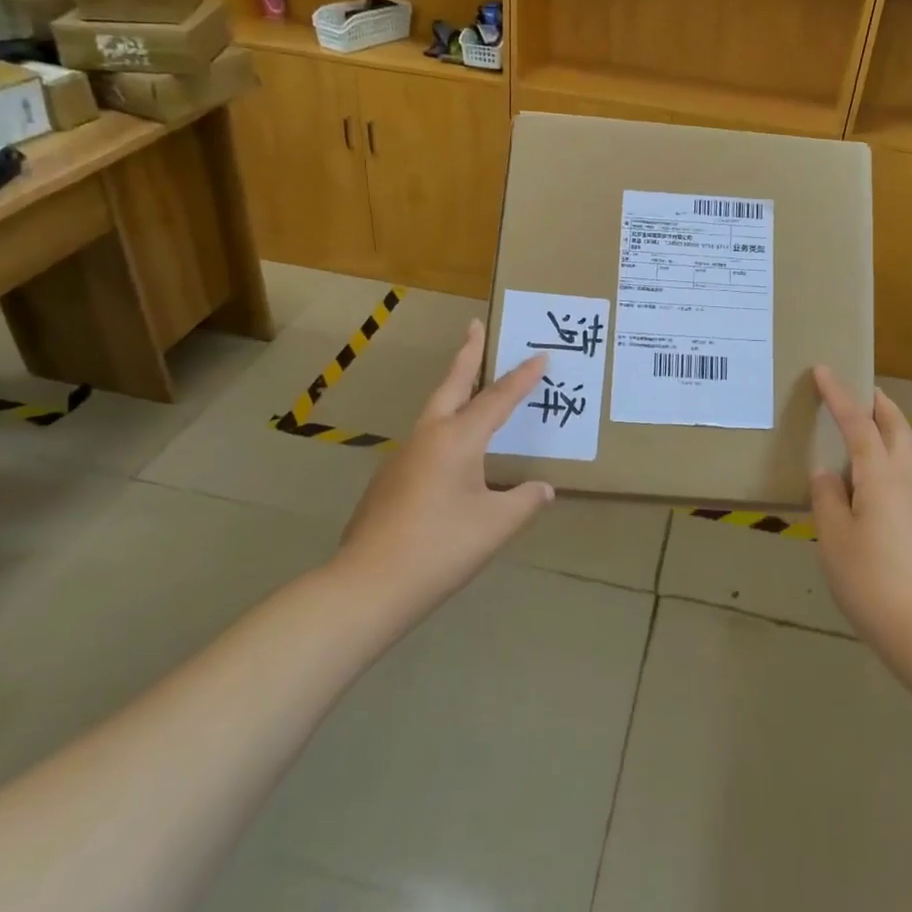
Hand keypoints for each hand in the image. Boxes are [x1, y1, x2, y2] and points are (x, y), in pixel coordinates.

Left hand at [335, 320, 553, 618]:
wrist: (369, 585)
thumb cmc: (441, 548)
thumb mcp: (496, 525)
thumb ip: (525, 501)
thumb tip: (543, 489)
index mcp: (457, 440)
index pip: (497, 399)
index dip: (522, 378)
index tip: (540, 355)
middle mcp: (428, 437)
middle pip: (452, 385)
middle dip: (467, 355)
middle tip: (475, 327)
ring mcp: (403, 457)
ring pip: (434, 412)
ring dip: (454, 393)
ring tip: (471, 388)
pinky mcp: (389, 481)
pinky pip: (425, 442)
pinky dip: (444, 429)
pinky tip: (453, 457)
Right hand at [810, 366, 911, 648]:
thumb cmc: (872, 580)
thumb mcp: (834, 538)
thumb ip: (827, 499)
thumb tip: (826, 473)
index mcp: (881, 478)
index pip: (858, 425)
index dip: (840, 397)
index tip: (825, 370)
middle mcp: (905, 484)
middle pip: (897, 431)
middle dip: (880, 406)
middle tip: (862, 391)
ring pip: (902, 457)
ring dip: (883, 436)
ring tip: (853, 439)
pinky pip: (899, 483)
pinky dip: (881, 467)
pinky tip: (860, 493)